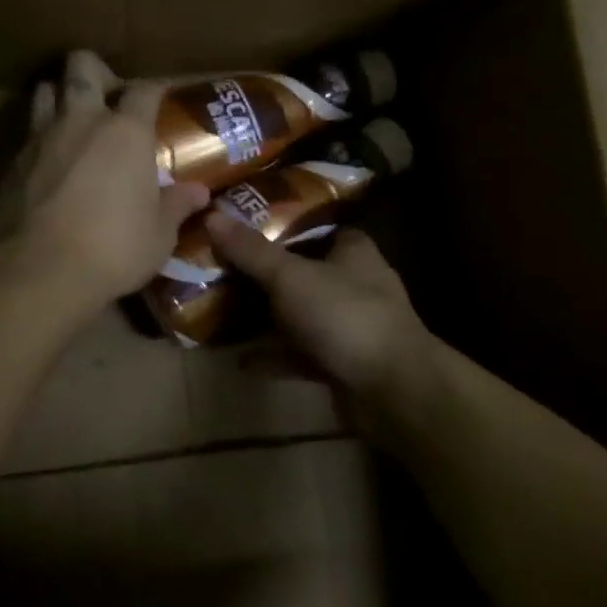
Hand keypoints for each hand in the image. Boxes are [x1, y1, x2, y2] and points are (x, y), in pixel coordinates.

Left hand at [0, 51, 210, 314]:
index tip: (160, 97)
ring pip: (45, 90)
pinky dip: (40, 139)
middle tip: (107, 95)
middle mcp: (82, 121)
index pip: (144, 89)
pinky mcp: (13, 162)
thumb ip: (177, 206)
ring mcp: (41, 138)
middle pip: (81, 66)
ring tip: (72, 120)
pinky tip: (49, 163)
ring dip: (59, 96)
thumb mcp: (159, 234)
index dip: (154, 88)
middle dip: (95, 70)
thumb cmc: (114, 248)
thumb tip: (199, 192)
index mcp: (126, 132)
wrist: (41, 270)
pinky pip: (27, 134)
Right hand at [205, 214, 432, 429]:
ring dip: (266, 316)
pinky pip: (299, 353)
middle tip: (219, 268)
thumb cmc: (345, 316)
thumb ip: (251, 250)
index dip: (280, 222)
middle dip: (262, 273)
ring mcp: (349, 325)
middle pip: (301, 270)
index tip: (240, 224)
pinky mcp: (342, 362)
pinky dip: (273, 356)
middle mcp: (354, 283)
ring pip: (299, 313)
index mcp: (352, 250)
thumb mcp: (290, 276)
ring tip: (221, 311)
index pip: (314, 224)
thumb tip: (212, 215)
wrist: (394, 391)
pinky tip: (239, 360)